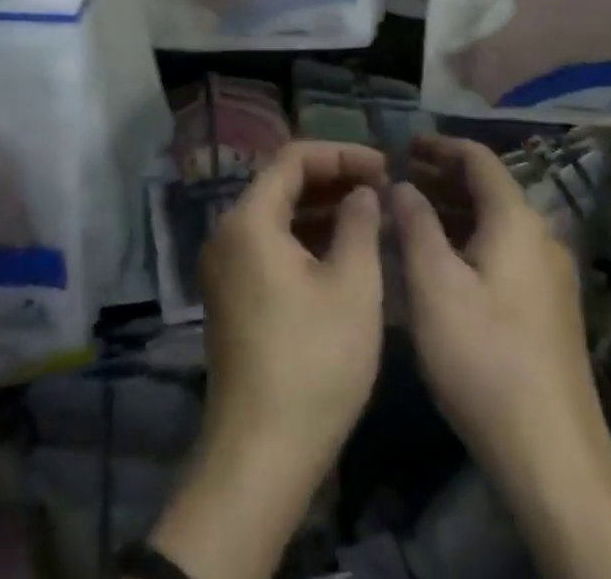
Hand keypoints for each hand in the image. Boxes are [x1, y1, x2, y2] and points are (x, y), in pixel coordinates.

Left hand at [200, 139, 386, 478]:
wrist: (260, 456)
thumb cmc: (313, 363)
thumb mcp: (352, 287)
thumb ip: (360, 224)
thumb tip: (361, 192)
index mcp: (249, 220)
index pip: (294, 158)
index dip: (342, 154)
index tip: (384, 167)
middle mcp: (227, 233)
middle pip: (281, 183)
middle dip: (333, 179)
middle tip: (381, 189)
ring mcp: (225, 267)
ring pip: (277, 216)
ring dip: (321, 209)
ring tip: (370, 215)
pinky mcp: (232, 296)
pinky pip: (270, 245)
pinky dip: (305, 239)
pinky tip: (342, 252)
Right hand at [393, 137, 607, 497]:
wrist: (553, 456)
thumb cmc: (484, 357)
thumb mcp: (433, 284)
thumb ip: (414, 223)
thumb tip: (402, 185)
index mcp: (516, 220)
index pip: (477, 158)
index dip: (438, 146)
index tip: (401, 146)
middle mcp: (541, 237)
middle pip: (488, 189)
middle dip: (441, 179)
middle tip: (396, 181)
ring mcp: (551, 276)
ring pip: (495, 223)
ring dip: (453, 212)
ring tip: (409, 218)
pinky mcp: (551, 310)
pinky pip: (504, 252)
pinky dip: (469, 241)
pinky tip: (441, 264)